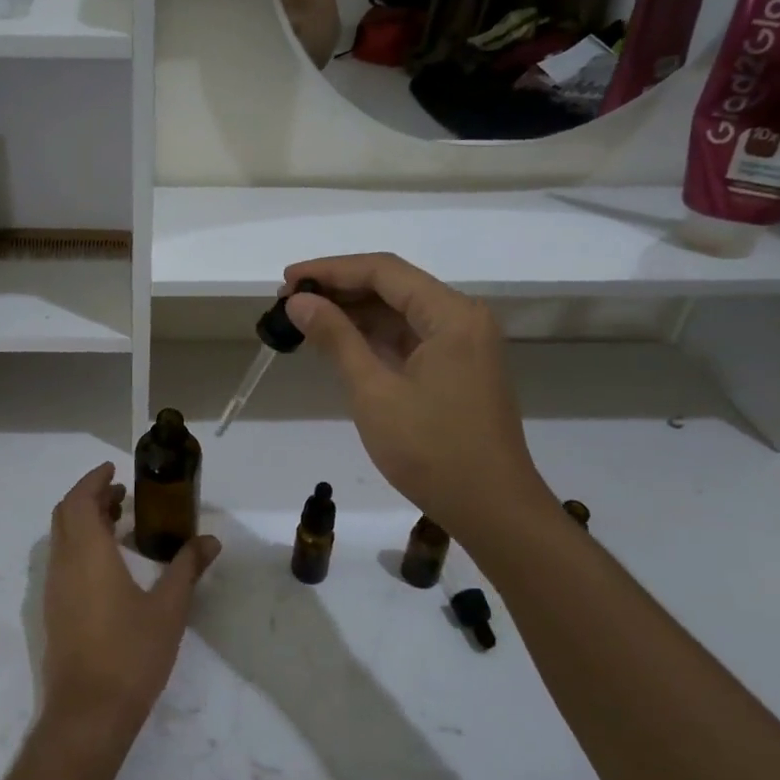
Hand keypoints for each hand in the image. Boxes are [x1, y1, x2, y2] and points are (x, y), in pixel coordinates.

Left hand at [40, 463, 219, 759]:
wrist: (88, 714)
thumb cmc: (131, 654)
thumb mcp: (169, 608)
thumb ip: (187, 568)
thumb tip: (210, 541)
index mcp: (88, 554)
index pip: (79, 500)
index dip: (93, 480)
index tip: (114, 470)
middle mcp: (64, 564)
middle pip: (66, 514)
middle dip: (90, 497)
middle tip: (121, 494)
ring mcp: (54, 589)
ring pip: (61, 538)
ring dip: (83, 521)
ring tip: (118, 522)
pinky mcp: (54, 611)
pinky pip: (62, 561)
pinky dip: (79, 545)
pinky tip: (108, 564)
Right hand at [283, 253, 555, 534]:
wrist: (491, 509)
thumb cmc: (432, 450)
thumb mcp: (374, 392)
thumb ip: (336, 338)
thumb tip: (299, 301)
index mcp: (451, 315)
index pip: (384, 271)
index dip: (331, 270)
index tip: (288, 280)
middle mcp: (462, 319)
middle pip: (393, 287)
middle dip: (340, 289)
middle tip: (289, 300)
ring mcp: (463, 344)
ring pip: (400, 312)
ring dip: (354, 313)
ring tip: (304, 318)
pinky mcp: (457, 368)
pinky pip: (409, 337)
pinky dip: (373, 337)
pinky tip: (338, 342)